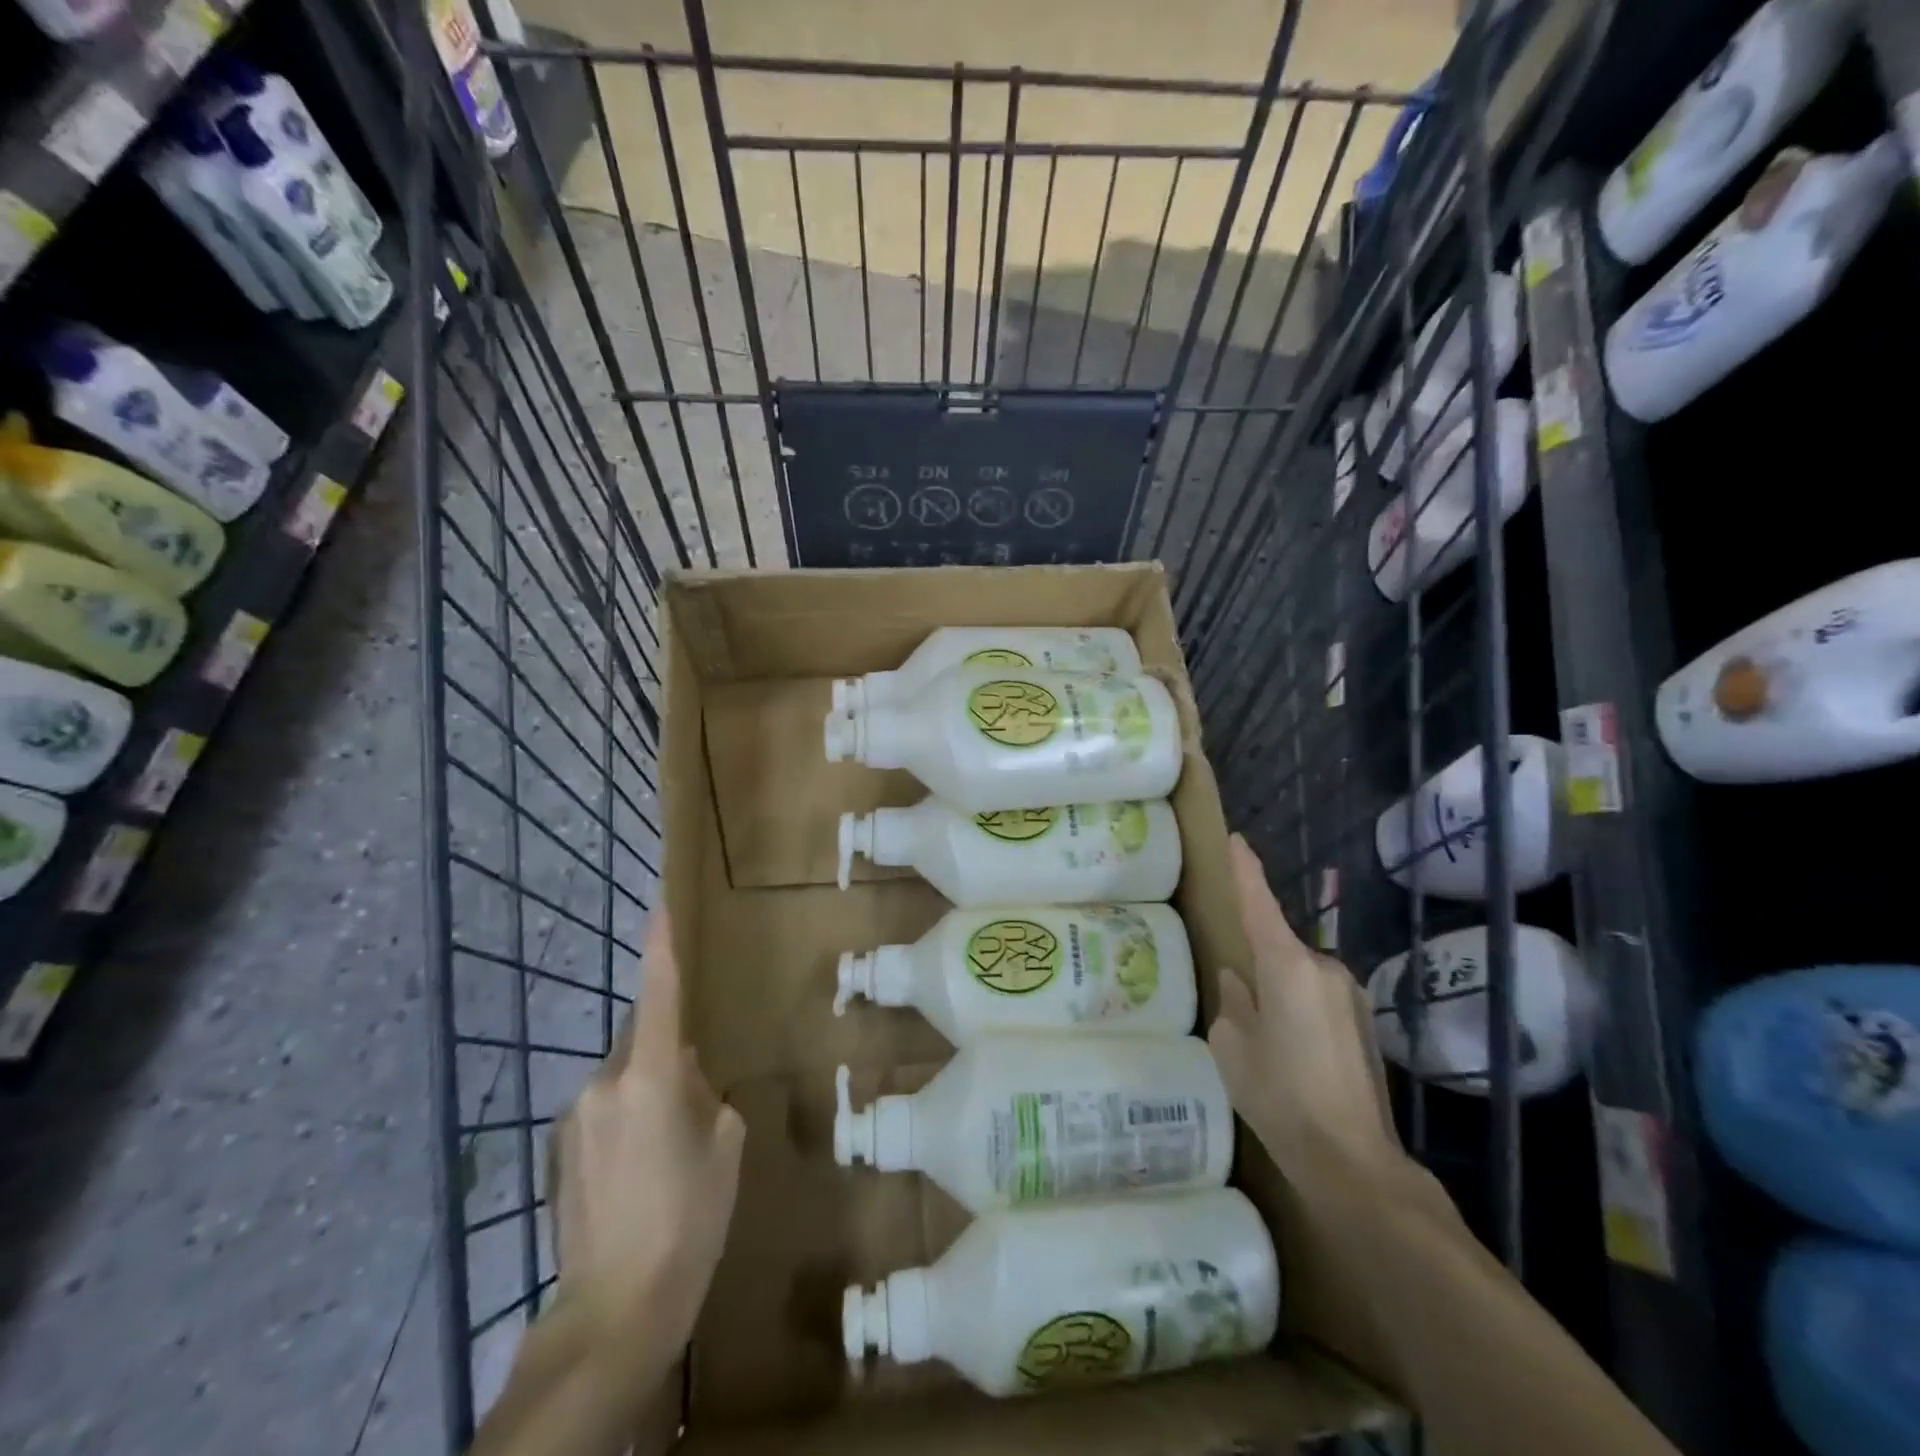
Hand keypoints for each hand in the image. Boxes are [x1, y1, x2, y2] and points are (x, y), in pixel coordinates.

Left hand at [552, 910, 745, 1348]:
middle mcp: (604, 1083)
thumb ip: (703, 1092)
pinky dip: (624, 1120)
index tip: (659, 905)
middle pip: (643, 1040)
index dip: (660, 947)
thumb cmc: (689, 1219)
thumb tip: (683, 1073)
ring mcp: (575, 1116)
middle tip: (694, 1107)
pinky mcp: (558, 1148)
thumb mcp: (723, 1146)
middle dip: (668, 1053)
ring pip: (623, 1078)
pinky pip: (603, 1109)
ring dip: (646, 1092)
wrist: (615, 1308)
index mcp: (651, 1077)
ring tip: (667, 1154)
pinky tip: (638, 1174)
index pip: (659, 995)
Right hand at [1208, 836, 1402, 1183]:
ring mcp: (1350, 995)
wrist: (1353, 1161)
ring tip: (1266, 1039)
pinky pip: (1319, 999)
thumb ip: (1233, 1002)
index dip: (1246, 870)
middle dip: (1258, 962)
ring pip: (1300, 976)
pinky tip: (1293, 1054)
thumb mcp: (1233, 1046)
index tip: (1236, 839)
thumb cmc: (1280, 1095)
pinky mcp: (1363, 1023)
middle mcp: (1324, 968)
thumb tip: (1239, 981)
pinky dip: (1300, 1010)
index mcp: (1287, 966)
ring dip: (1280, 992)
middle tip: (1239, 1000)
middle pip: (1280, 947)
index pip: (1260, 903)